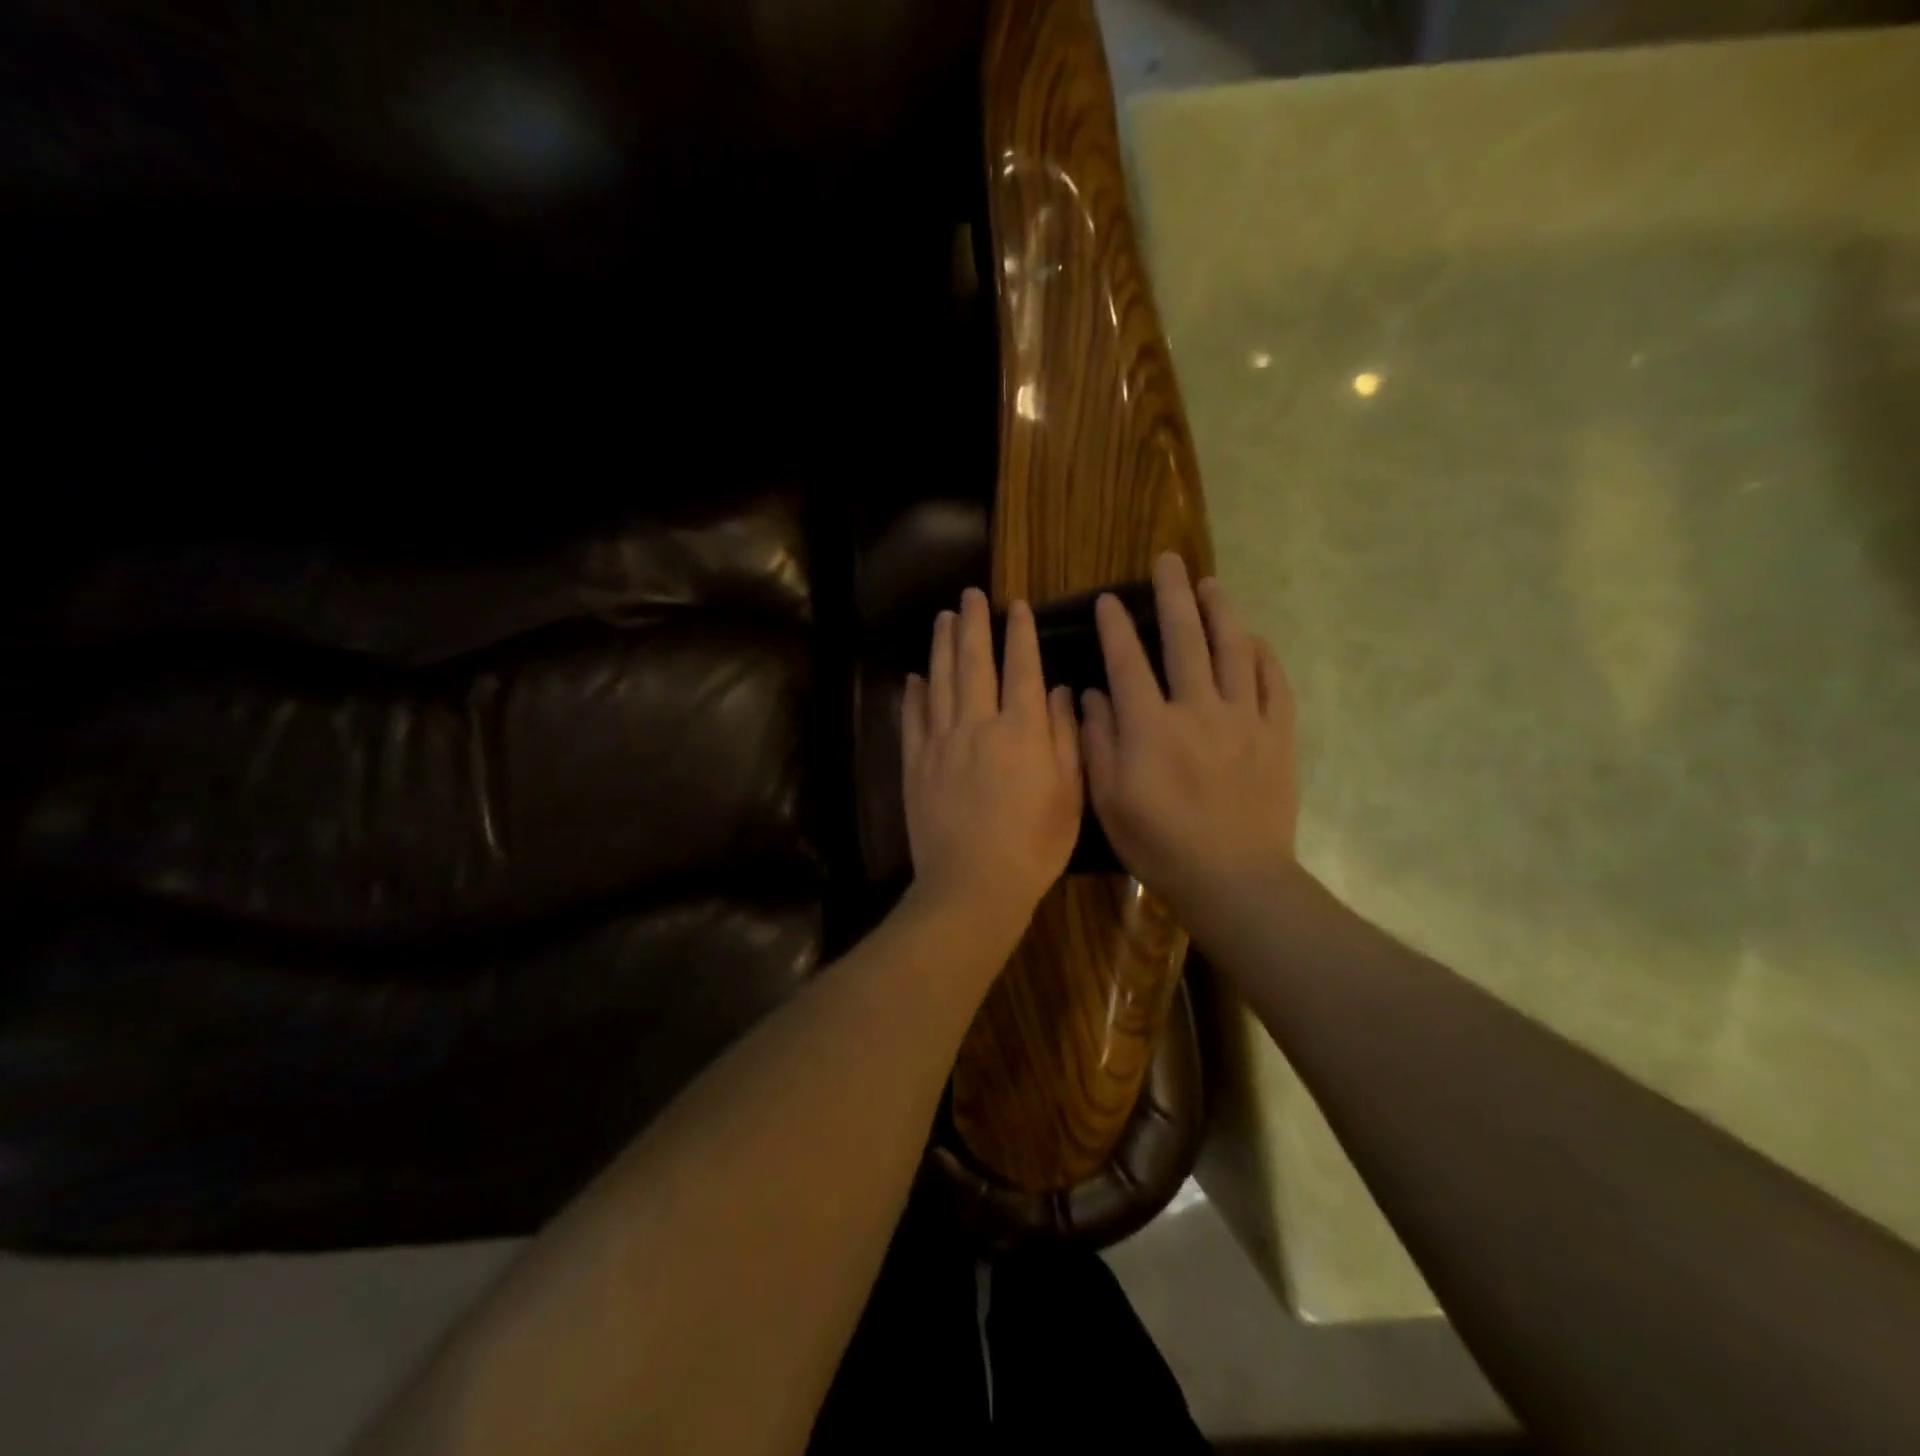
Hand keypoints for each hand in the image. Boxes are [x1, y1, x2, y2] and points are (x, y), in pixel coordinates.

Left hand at [902, 588, 1082, 939]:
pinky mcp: (915, 764)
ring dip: (942, 646)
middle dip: (973, 624)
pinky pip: (913, 718)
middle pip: (974, 663)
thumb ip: (1066, 738)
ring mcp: (940, 742)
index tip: (1017, 606)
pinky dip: (914, 694)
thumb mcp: (1070, 794)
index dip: (1020, 634)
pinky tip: (915, 676)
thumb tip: (1062, 692)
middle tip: (969, 594)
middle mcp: (978, 725)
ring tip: (942, 618)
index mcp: (1022, 730)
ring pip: (940, 681)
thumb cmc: (1034, 845)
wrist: (972, 885)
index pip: (1022, 668)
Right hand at [1080, 553, 1299, 928]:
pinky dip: (1262, 655)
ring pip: (1233, 650)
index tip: (1108, 599)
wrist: (1233, 878)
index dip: (1115, 627)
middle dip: (1172, 596)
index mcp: (1150, 727)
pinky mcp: (1277, 734)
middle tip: (1168, 562)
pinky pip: (1273, 683)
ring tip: (1211, 584)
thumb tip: (1091, 696)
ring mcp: (1243, 719)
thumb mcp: (1108, 800)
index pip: (1128, 662)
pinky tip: (1253, 638)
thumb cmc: (1160, 844)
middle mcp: (1197, 709)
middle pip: (1184, 639)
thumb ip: (1098, 743)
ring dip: (1220, 611)